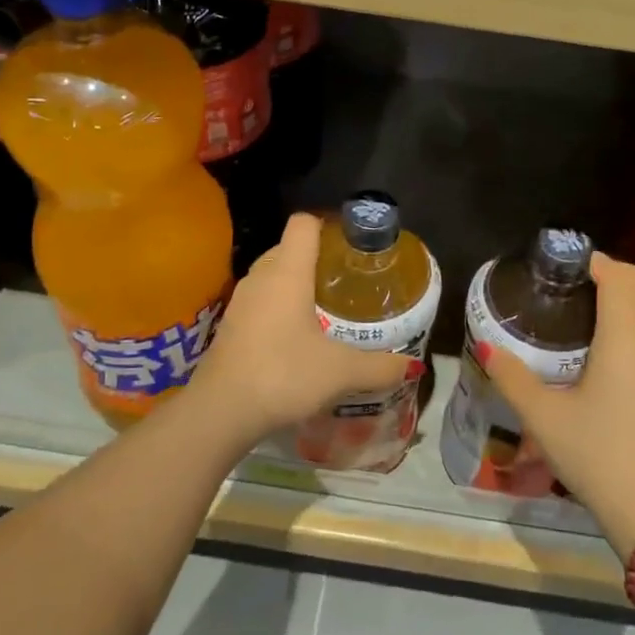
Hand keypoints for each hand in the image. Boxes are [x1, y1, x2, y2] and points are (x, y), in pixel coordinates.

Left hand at [189, 213, 413, 445]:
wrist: (220, 412)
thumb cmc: (283, 375)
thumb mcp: (340, 372)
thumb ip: (379, 366)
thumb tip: (413, 367)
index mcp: (287, 272)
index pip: (303, 223)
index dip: (328, 225)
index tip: (352, 244)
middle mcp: (261, 277)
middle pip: (289, 246)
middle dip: (317, 256)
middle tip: (347, 278)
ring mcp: (241, 300)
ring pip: (272, 274)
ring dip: (296, 282)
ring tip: (328, 305)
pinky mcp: (230, 324)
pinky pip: (261, 299)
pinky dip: (280, 305)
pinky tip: (298, 334)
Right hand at [483, 252, 634, 558]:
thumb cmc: (598, 456)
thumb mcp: (544, 418)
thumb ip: (512, 377)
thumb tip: (484, 347)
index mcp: (626, 336)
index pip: (619, 277)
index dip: (597, 262)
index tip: (570, 265)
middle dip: (620, 273)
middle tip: (584, 283)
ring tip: (609, 308)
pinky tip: (631, 348)